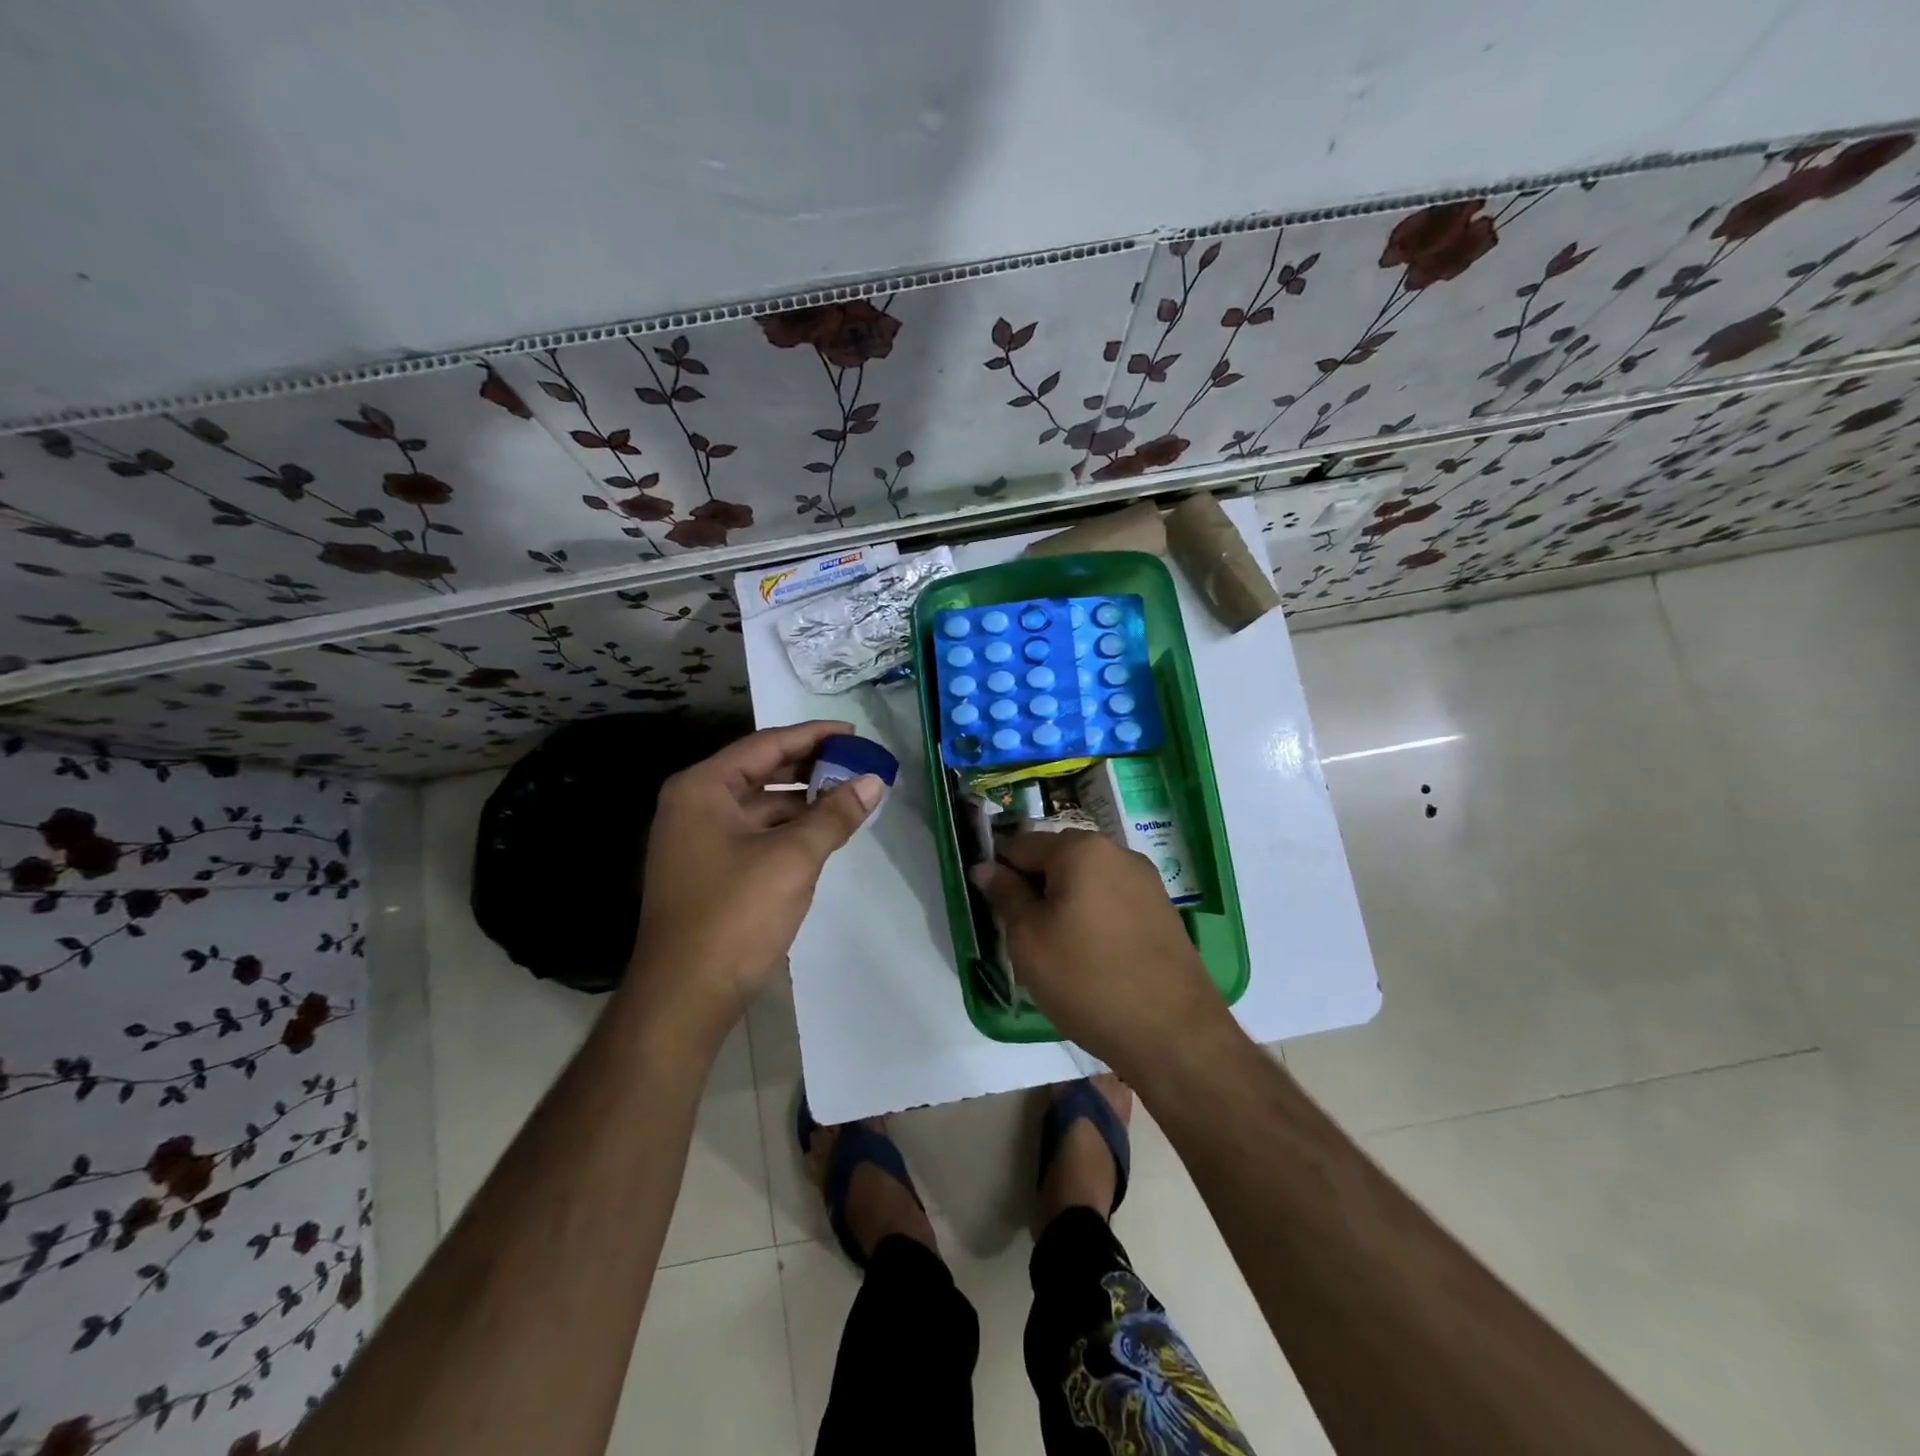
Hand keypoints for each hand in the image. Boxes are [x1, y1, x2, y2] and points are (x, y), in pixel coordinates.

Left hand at [627, 720, 881, 1040]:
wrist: (683, 997)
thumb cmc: (734, 915)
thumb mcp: (793, 858)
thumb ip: (834, 815)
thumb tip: (873, 781)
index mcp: (703, 788)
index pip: (766, 745)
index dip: (813, 735)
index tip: (854, 732)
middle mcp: (694, 805)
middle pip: (760, 770)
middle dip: (810, 766)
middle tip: (856, 762)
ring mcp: (697, 839)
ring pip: (759, 804)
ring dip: (802, 799)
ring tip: (848, 795)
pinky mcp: (708, 869)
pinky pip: (754, 832)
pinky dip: (788, 827)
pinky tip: (821, 832)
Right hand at [971, 830, 1228, 1078]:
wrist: (1172, 1032)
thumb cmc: (1087, 980)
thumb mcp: (1029, 939)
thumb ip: (1005, 895)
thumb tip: (986, 867)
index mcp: (1081, 849)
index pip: (1021, 846)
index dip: (1001, 876)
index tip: (996, 914)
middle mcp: (1117, 851)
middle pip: (1057, 858)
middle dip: (1035, 888)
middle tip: (1026, 937)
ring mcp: (1145, 879)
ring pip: (1086, 880)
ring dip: (1065, 903)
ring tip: (1060, 951)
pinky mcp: (1162, 908)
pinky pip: (1112, 899)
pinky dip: (1094, 916)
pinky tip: (1093, 956)